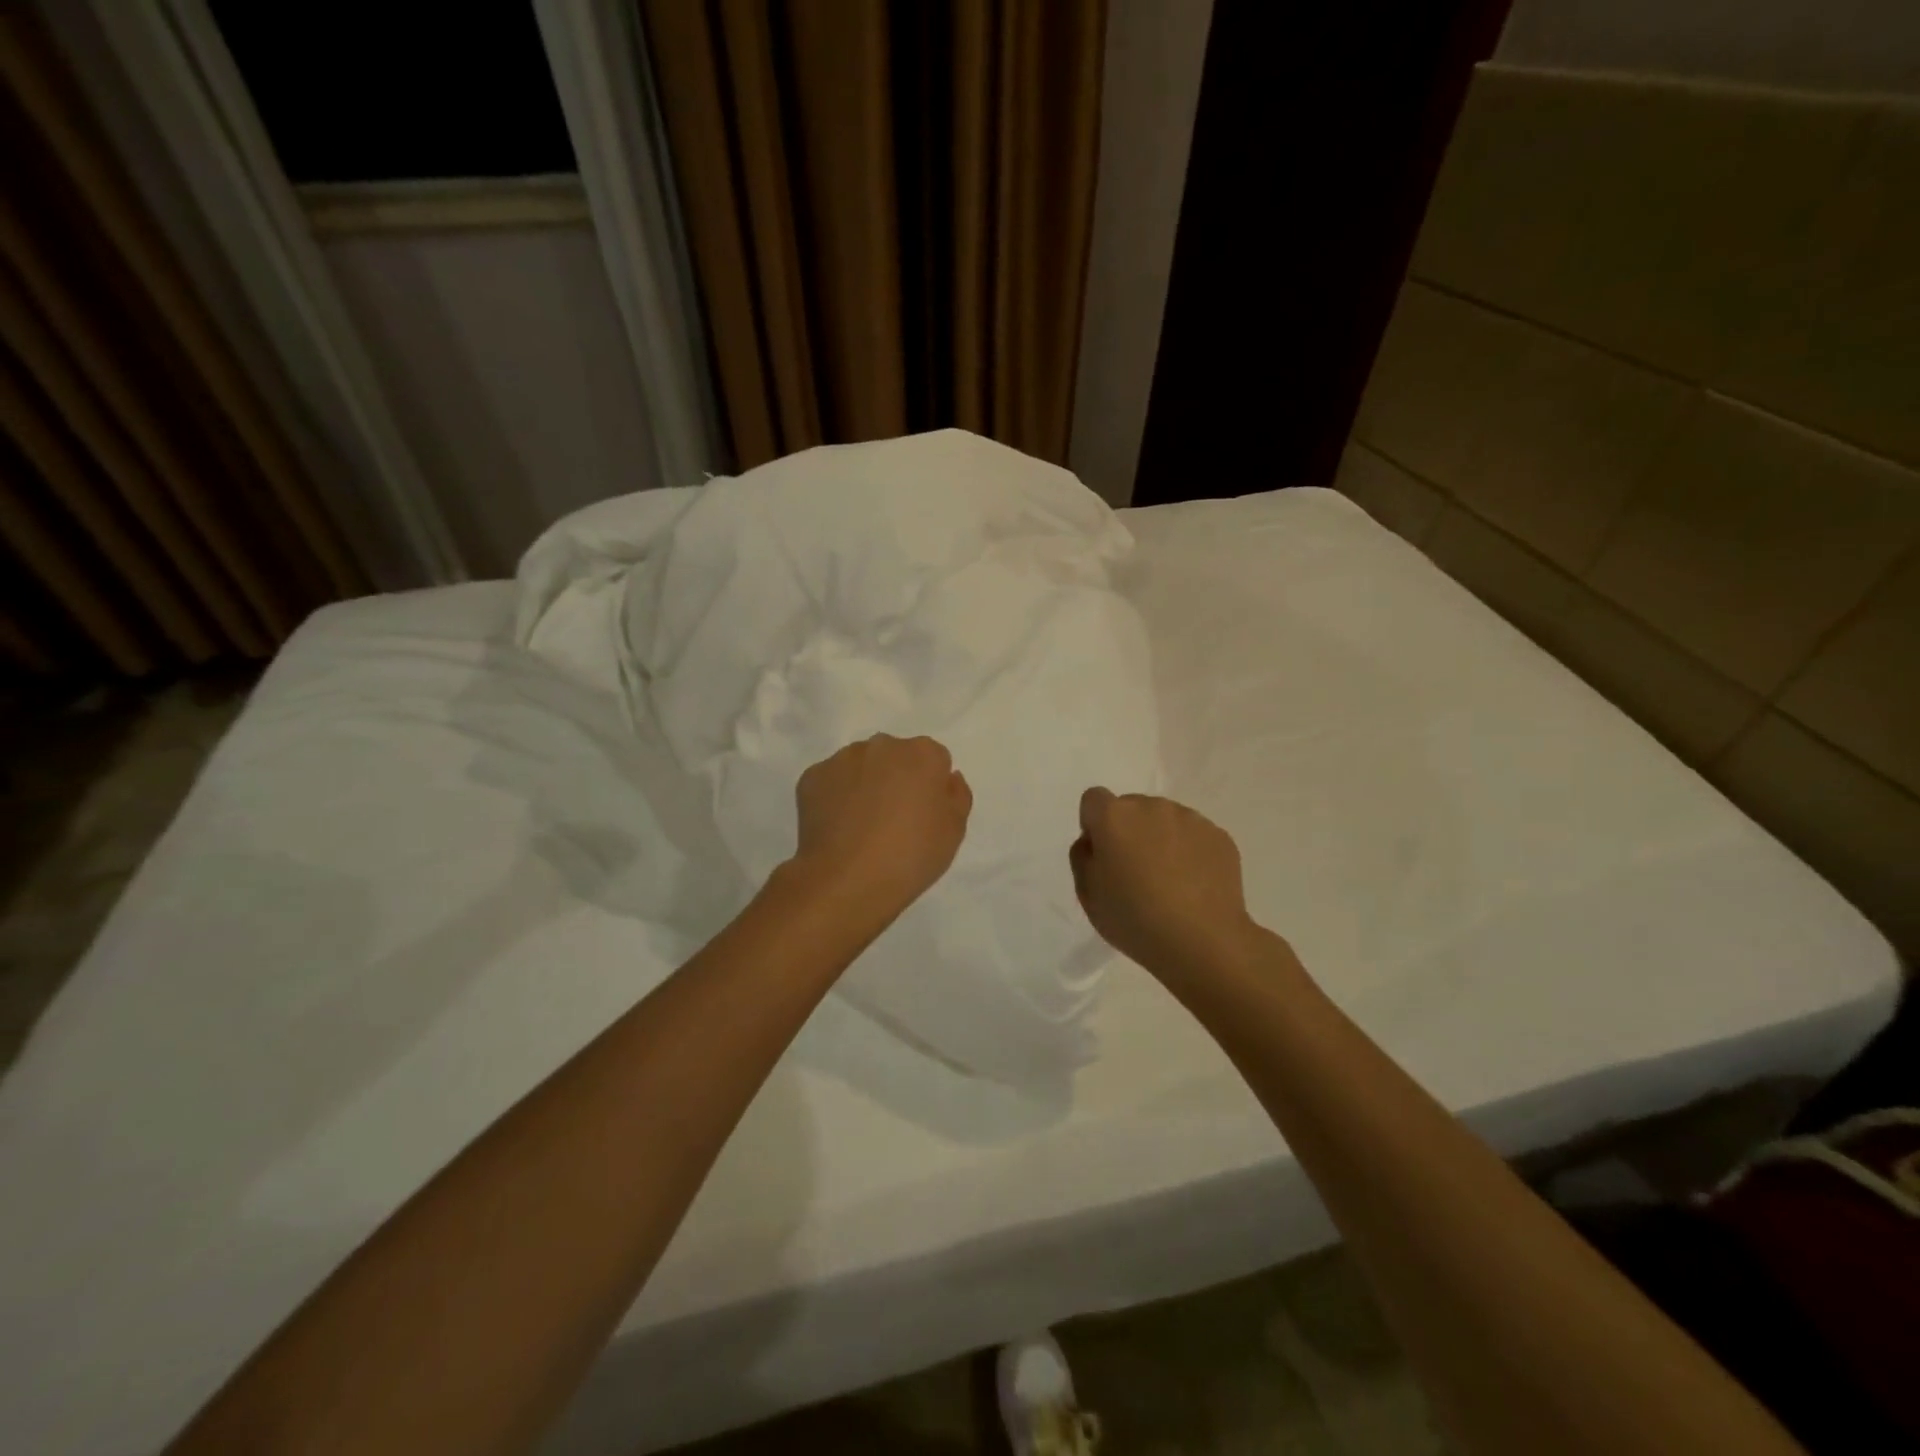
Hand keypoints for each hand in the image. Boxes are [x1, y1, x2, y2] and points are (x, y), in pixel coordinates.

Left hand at [792, 734, 971, 917]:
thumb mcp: (954, 832)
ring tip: (862, 826)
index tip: (924, 814)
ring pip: (861, 765)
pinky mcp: (812, 776)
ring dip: (865, 784)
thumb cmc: (911, 856)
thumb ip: (956, 796)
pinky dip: (835, 797)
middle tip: (894, 820)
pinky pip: (831, 781)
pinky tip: (838, 828)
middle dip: (897, 778)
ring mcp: (843, 759)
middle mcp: (882, 745)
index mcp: (923, 754)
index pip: (934, 759)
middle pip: (895, 757)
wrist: (847, 880)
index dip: (931, 787)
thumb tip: (947, 778)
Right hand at [1070, 788, 1261, 980]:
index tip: (1103, 855)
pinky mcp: (1219, 836)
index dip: (1094, 824)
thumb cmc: (1134, 919)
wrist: (1203, 941)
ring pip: (1165, 821)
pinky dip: (1190, 852)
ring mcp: (1190, 819)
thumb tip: (1094, 842)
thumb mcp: (1087, 895)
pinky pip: (1194, 836)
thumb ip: (1083, 857)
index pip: (1094, 799)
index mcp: (1114, 817)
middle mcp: (1152, 807)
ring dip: (1161, 840)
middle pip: (1132, 808)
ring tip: (1170, 882)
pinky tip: (1194, 886)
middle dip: (1129, 831)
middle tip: (1136, 873)